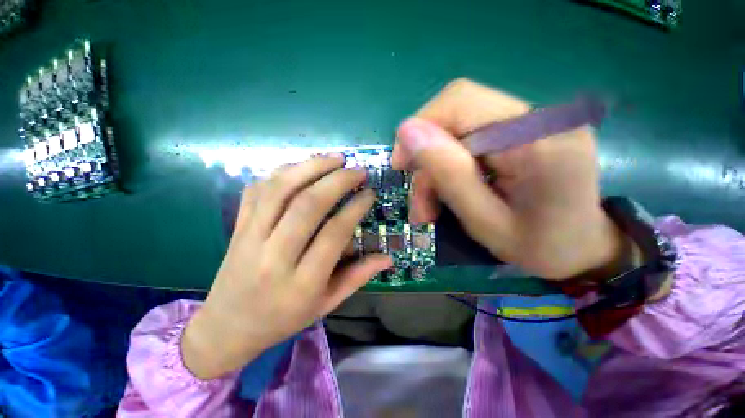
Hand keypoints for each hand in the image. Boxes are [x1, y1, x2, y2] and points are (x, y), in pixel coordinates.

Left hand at [182, 155, 391, 378]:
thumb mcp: (326, 304)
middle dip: (337, 181)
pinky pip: (257, 190)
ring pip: (280, 191)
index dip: (355, 208)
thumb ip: (358, 277)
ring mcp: (249, 238)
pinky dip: (282, 172)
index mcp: (301, 282)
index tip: (369, 193)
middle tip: (357, 170)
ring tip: (335, 158)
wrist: (226, 326)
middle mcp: (273, 256)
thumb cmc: (283, 319)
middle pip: (307, 205)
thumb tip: (388, 258)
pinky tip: (302, 166)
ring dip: (310, 168)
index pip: (333, 233)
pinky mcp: (237, 227)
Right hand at [393, 78, 629, 279]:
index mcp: (538, 140)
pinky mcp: (523, 133)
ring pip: (458, 132)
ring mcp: (533, 123)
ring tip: (429, 210)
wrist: (582, 249)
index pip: (461, 102)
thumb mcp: (484, 222)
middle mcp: (539, 118)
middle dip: (427, 158)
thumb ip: (449, 175)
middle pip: (456, 116)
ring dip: (435, 170)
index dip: (420, 127)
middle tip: (419, 202)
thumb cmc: (539, 247)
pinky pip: (470, 141)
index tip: (401, 165)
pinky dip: (450, 168)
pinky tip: (446, 195)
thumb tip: (407, 130)